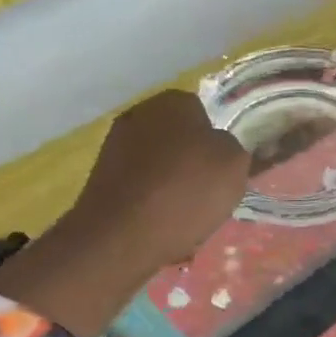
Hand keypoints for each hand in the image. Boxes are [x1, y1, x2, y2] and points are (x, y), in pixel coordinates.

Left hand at [70, 90, 250, 268]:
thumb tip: (222, 148)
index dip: (216, 143)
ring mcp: (114, 146)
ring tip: (185, 217)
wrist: (123, 235)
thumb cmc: (186, 191)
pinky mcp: (101, 179)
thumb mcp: (235, 165)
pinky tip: (160, 226)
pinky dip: (150, 203)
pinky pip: (139, 188)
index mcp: (173, 101)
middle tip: (207, 194)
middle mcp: (139, 114)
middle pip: (177, 139)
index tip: (224, 170)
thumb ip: (234, 149)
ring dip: (171, 185)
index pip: (203, 113)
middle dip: (191, 163)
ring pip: (158, 166)